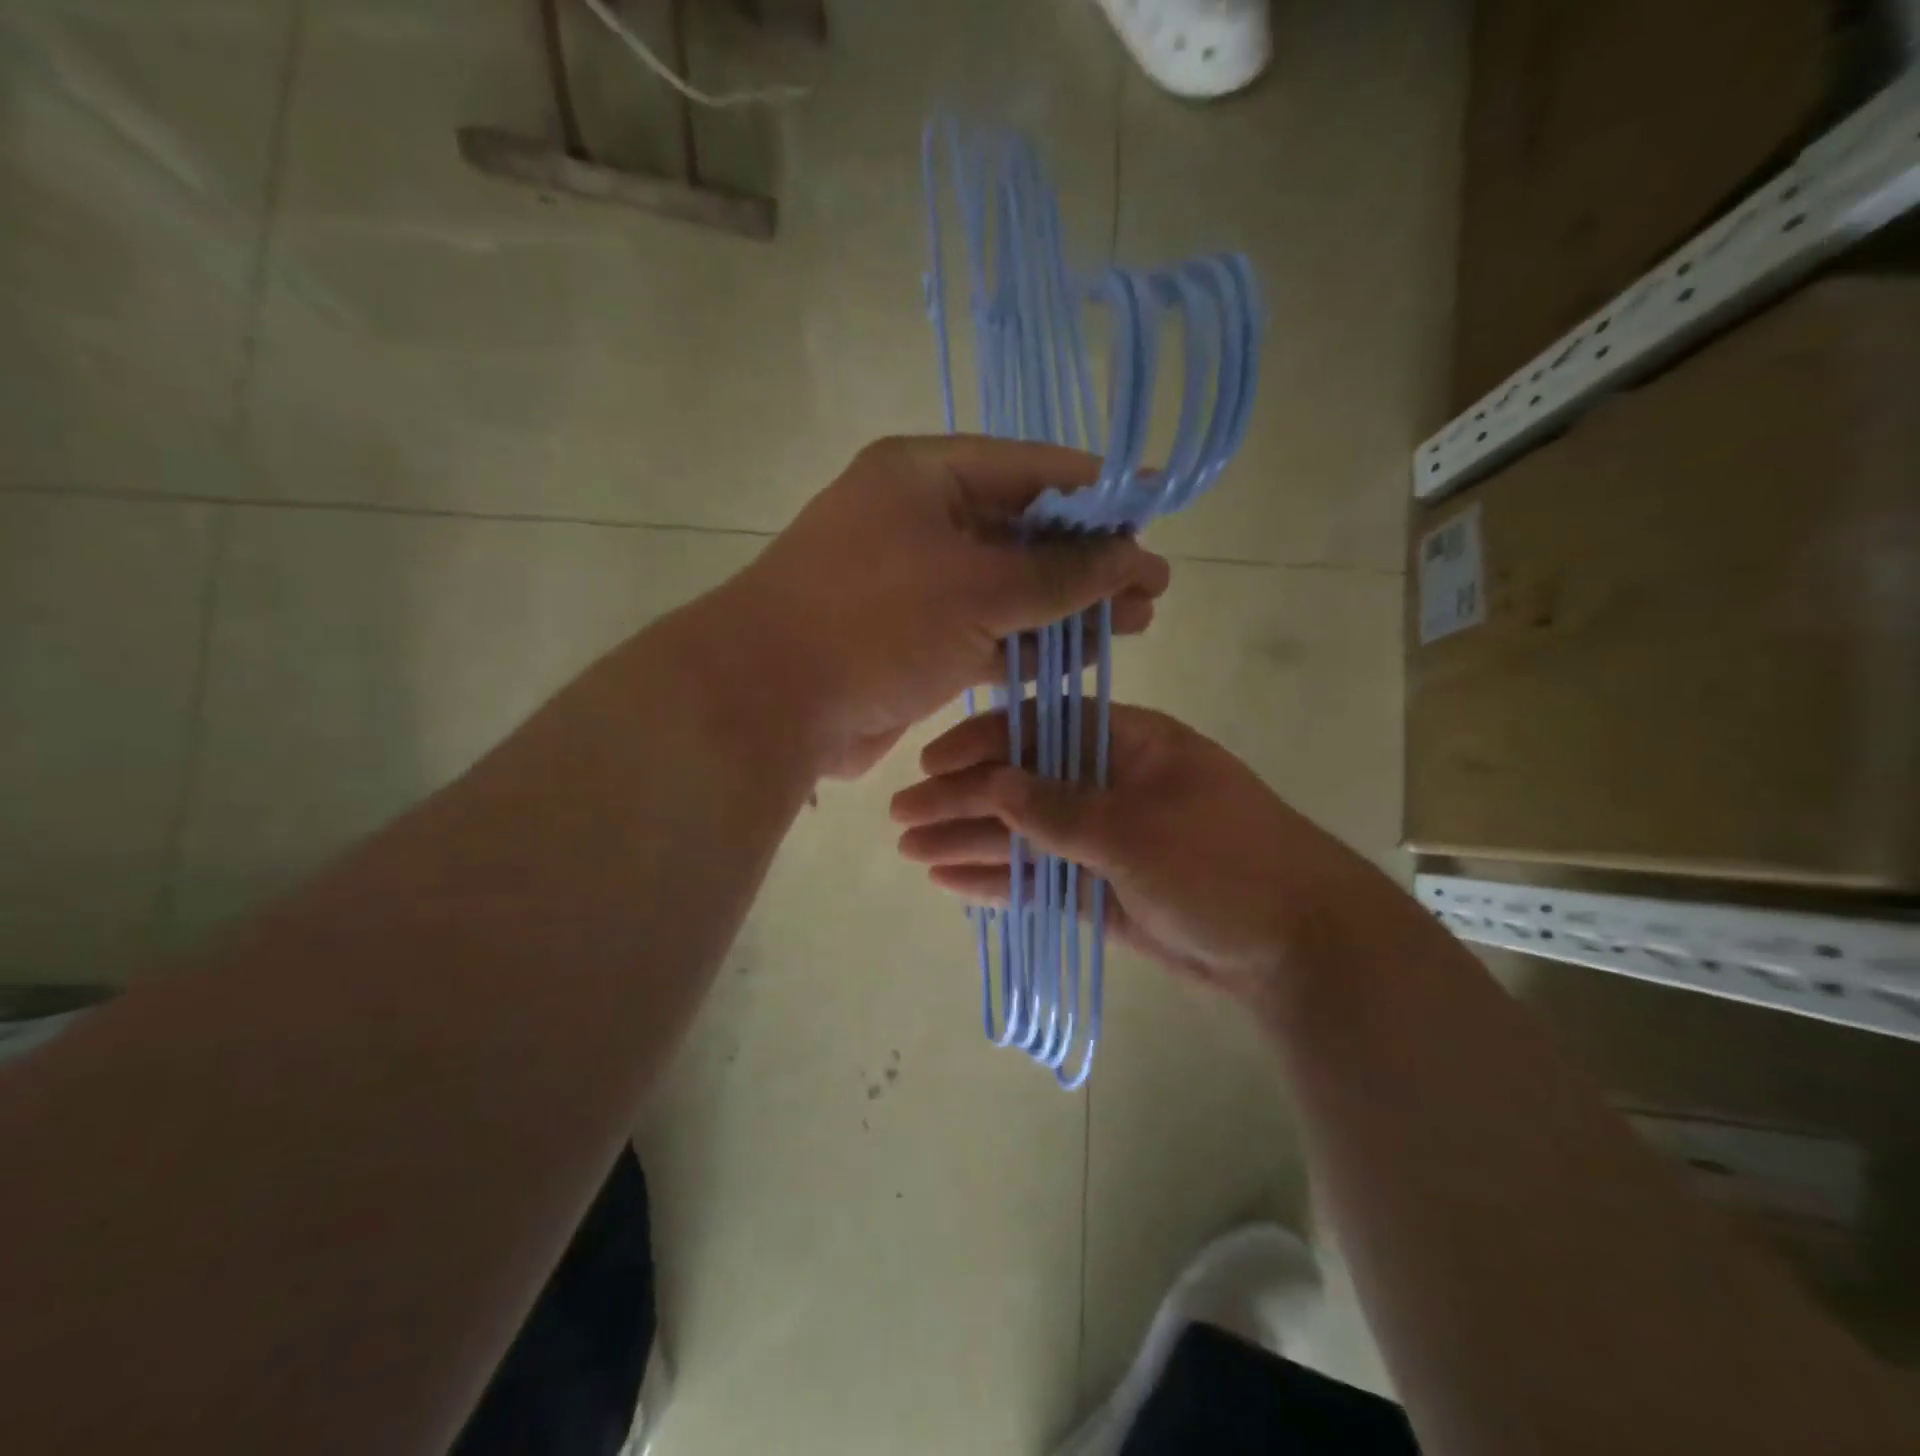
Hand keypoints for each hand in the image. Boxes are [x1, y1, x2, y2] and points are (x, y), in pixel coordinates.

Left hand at [730, 437, 1170, 777]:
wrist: (771, 703)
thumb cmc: (874, 621)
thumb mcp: (978, 589)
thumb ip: (1061, 573)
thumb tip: (1132, 557)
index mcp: (926, 478)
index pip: (1030, 469)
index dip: (1099, 491)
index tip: (1156, 508)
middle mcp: (920, 522)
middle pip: (1023, 532)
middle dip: (1090, 560)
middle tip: (1152, 587)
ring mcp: (916, 585)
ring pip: (1009, 589)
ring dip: (1067, 606)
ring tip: (1135, 623)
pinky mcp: (915, 640)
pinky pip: (986, 632)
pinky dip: (1030, 643)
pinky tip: (1080, 654)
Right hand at [889, 703, 1381, 1011]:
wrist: (1298, 948)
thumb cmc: (1223, 864)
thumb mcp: (1136, 829)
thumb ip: (1057, 808)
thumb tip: (990, 783)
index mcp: (1130, 744)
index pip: (1043, 728)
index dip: (984, 743)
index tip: (932, 765)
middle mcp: (1112, 784)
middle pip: (1024, 783)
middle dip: (963, 799)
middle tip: (903, 817)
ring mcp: (1105, 839)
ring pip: (1026, 834)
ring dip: (971, 841)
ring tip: (911, 849)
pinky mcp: (1102, 888)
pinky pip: (1042, 877)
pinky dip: (1001, 880)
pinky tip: (952, 880)